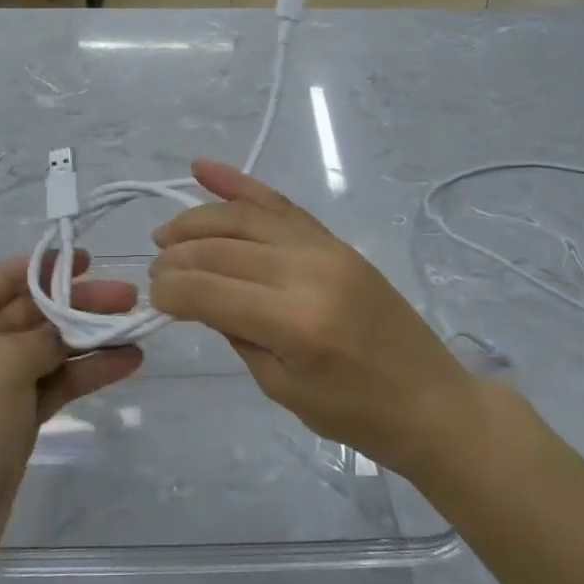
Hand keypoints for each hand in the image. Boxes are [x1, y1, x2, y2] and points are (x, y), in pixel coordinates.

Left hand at [0, 252, 141, 579]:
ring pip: (53, 346)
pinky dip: (89, 371)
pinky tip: (128, 361)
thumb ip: (44, 336)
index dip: (48, 265)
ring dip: (92, 336)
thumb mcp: (2, 364)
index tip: (89, 260)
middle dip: (81, 302)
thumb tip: (68, 327)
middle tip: (129, 298)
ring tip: (138, 327)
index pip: (8, 275)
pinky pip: (58, 381)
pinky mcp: (18, 416)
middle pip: (37, 309)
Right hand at [148, 159, 473, 478]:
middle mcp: (307, 270)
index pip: (208, 289)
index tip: (153, 299)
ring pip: (244, 216)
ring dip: (198, 219)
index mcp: (295, 321)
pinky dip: (239, 184)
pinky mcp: (334, 240)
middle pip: (221, 247)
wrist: (430, 399)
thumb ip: (235, 331)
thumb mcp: (280, 386)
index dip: (169, 290)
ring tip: (166, 233)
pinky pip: (280, 204)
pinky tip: (204, 169)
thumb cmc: (355, 413)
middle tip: (154, 269)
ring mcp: (325, 248)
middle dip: (177, 255)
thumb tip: (196, 294)